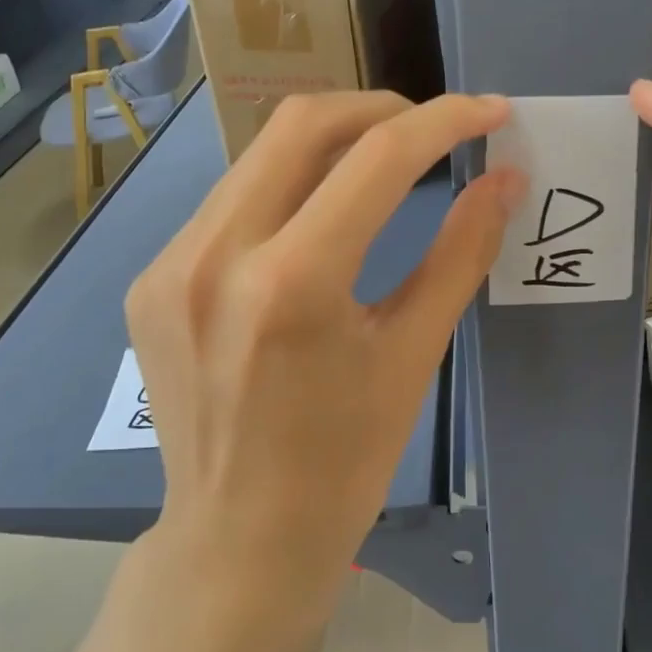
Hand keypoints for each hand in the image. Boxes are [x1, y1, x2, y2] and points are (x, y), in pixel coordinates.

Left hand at [127, 92, 521, 591]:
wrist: (236, 542)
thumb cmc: (342, 464)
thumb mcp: (412, 355)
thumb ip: (461, 253)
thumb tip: (505, 179)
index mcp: (292, 284)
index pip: (377, 158)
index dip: (444, 121)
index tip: (488, 112)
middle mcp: (215, 255)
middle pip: (302, 123)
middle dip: (379, 108)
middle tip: (430, 129)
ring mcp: (169, 263)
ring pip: (259, 155)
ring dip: (329, 144)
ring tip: (381, 166)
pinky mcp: (146, 277)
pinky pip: (229, 201)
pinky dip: (284, 188)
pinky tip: (314, 220)